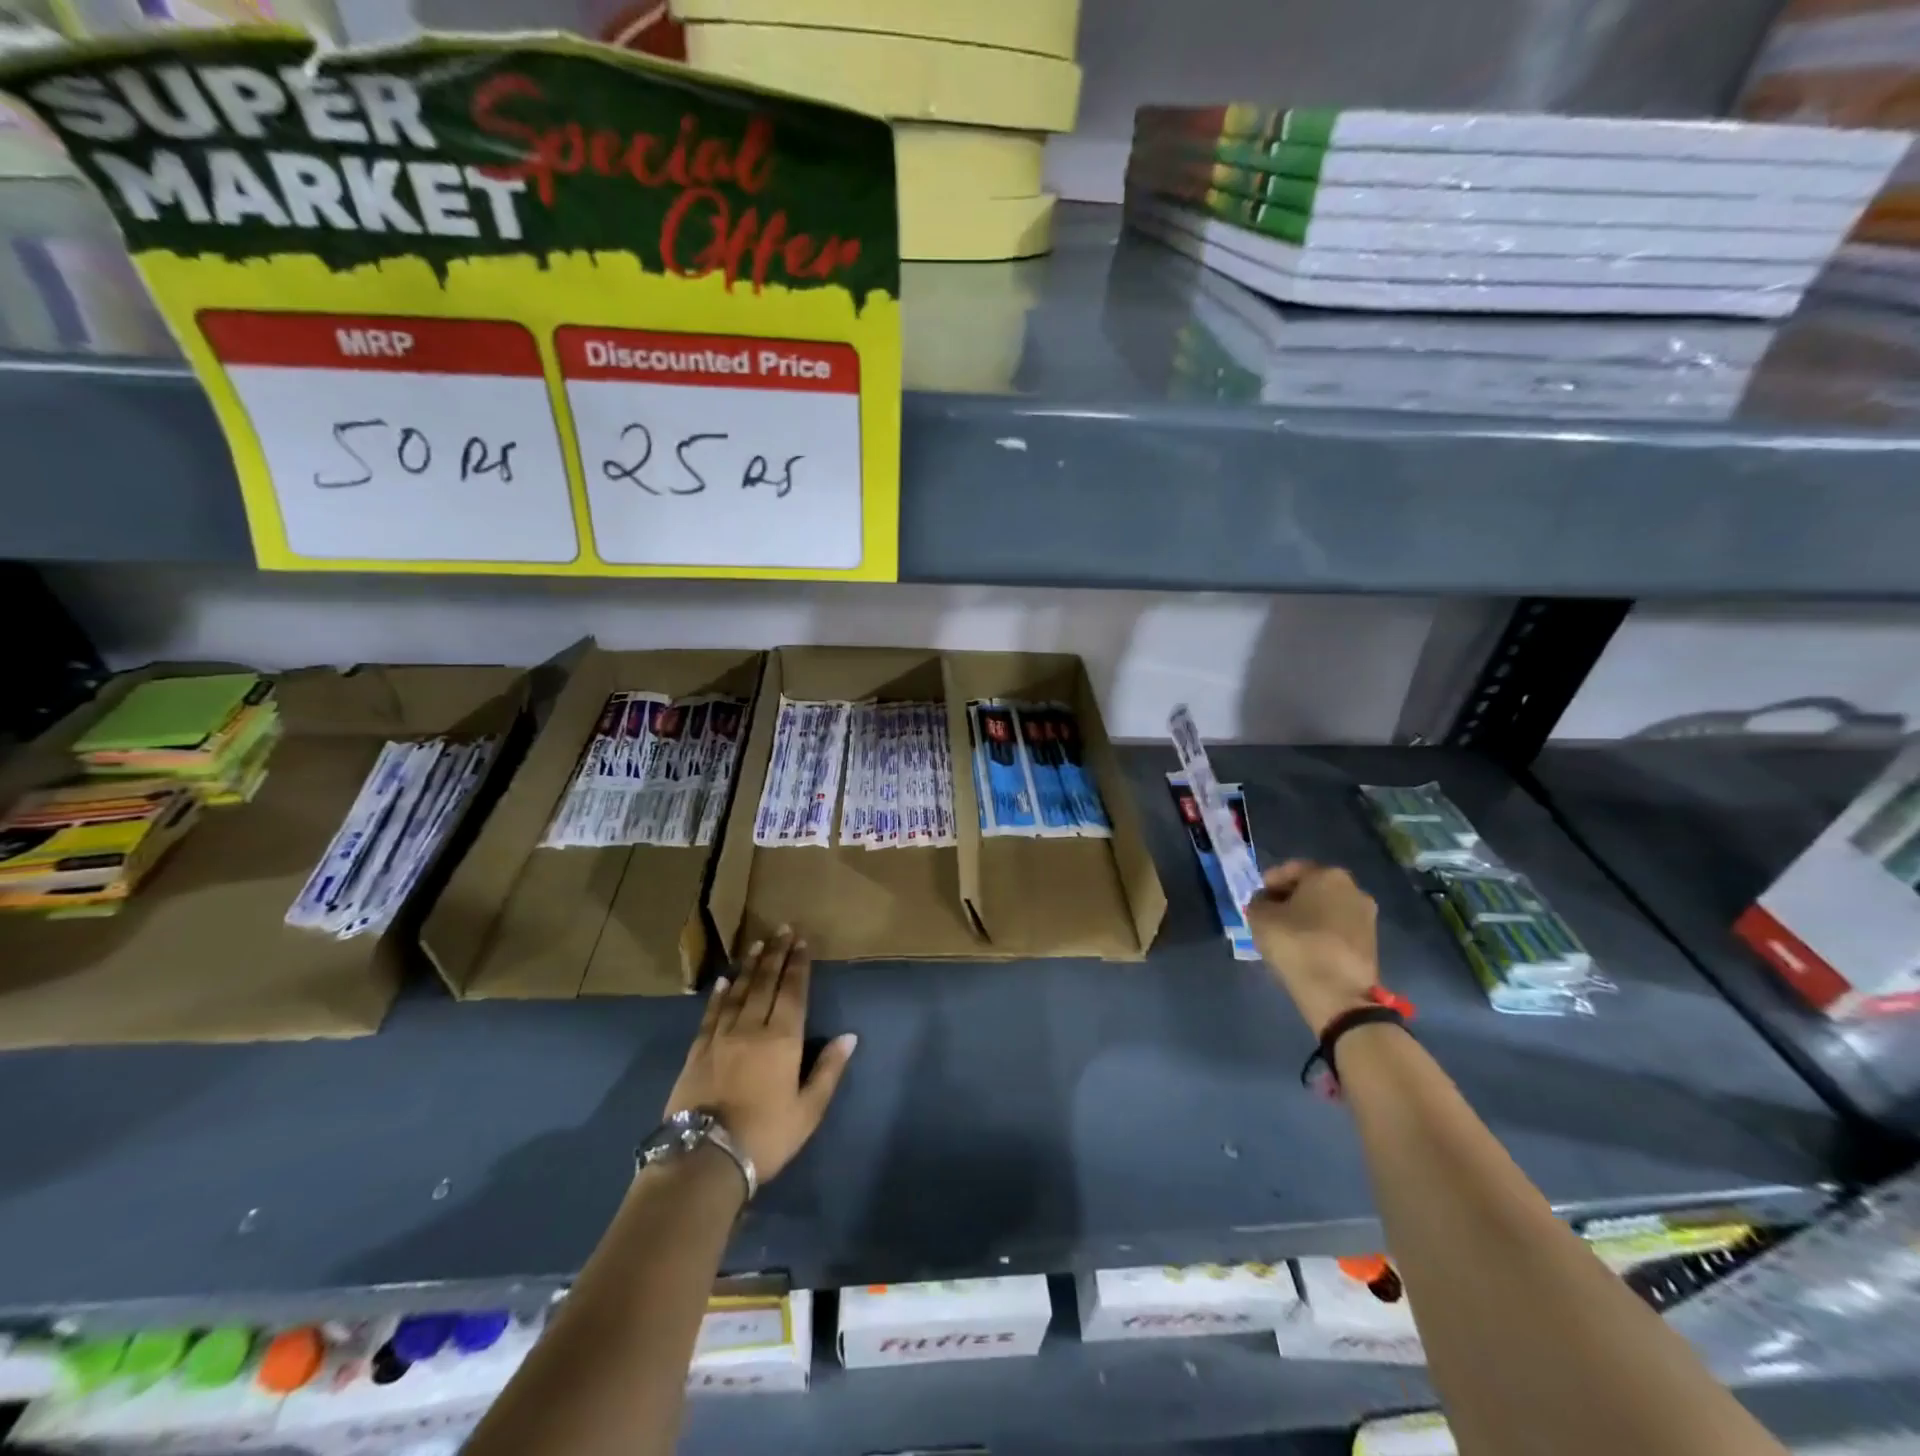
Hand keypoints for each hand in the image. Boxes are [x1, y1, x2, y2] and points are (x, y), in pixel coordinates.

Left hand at [663, 928, 856, 1184]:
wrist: (705, 1158)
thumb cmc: (766, 1136)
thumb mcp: (808, 1110)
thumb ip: (828, 1070)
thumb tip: (849, 1036)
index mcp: (783, 1039)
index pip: (793, 992)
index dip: (798, 965)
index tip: (801, 941)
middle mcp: (752, 1028)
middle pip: (765, 983)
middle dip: (776, 954)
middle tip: (782, 929)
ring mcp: (721, 1037)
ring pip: (738, 992)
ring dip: (750, 966)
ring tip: (757, 944)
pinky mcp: (697, 1051)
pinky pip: (711, 1014)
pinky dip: (719, 994)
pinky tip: (724, 981)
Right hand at [1245, 860, 1381, 1034]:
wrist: (1338, 994)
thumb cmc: (1296, 944)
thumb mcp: (1259, 917)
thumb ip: (1258, 901)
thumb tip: (1267, 902)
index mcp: (1327, 874)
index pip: (1290, 869)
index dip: (1269, 883)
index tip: (1256, 900)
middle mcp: (1353, 888)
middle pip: (1312, 887)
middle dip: (1290, 899)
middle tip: (1270, 915)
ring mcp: (1366, 916)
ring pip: (1326, 908)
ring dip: (1307, 916)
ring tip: (1287, 934)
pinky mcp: (1371, 942)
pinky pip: (1338, 928)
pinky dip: (1321, 932)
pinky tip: (1306, 947)